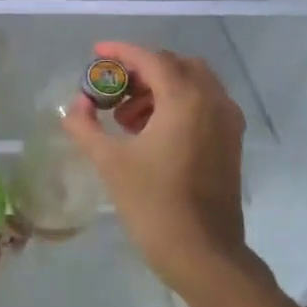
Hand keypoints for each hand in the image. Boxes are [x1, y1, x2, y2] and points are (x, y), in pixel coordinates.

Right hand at [62, 41, 253, 293]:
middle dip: (142, 70)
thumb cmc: (153, 204)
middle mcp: (213, 101)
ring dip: (159, 88)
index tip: (96, 53)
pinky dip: (177, 104)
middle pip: (176, 65)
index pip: (151, 59)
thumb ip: (86, 126)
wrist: (203, 254)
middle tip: (112, 89)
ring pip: (193, 84)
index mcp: (185, 100)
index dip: (121, 52)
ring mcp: (227, 122)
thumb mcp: (110, 162)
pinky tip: (151, 132)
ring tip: (127, 117)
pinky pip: (204, 104)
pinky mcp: (231, 142)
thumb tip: (75, 106)